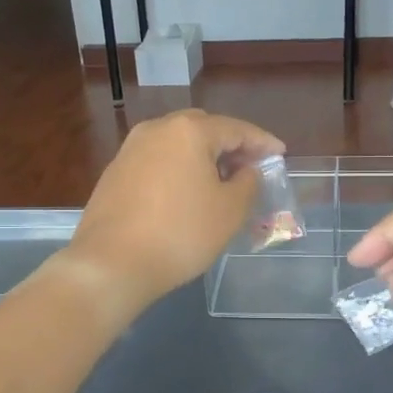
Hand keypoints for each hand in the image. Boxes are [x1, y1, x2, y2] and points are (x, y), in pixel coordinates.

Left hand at [59, 110, 283, 320]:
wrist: (111, 264)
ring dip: (202, 157)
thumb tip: (246, 170)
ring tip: (221, 181)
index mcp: (189, 131)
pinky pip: (158, 161)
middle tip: (251, 167)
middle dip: (230, 145)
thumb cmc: (180, 234)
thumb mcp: (230, 211)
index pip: (236, 128)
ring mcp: (131, 149)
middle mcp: (157, 129)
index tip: (280, 154)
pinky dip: (178, 169)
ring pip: (177, 144)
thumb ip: (248, 182)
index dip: (262, 142)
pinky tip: (187, 193)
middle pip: (204, 129)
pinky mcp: (115, 172)